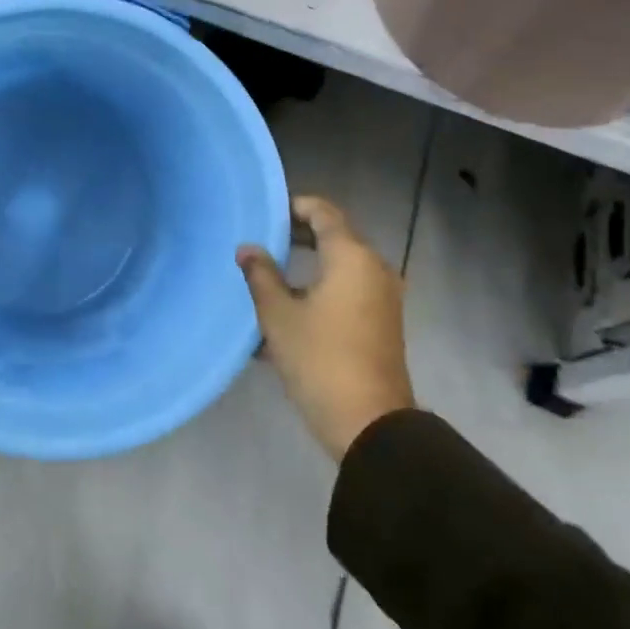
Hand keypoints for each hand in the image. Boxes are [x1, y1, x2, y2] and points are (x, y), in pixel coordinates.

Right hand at [237, 195, 413, 462]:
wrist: (368, 423)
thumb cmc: (320, 358)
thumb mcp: (278, 315)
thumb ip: (261, 275)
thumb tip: (247, 249)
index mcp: (352, 258)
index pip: (324, 213)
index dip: (294, 205)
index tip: (265, 211)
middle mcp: (374, 270)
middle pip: (335, 237)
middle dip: (297, 236)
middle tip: (261, 240)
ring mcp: (382, 298)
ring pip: (339, 267)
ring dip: (306, 266)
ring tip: (267, 275)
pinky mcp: (380, 323)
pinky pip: (347, 291)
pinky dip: (319, 289)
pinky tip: (286, 310)